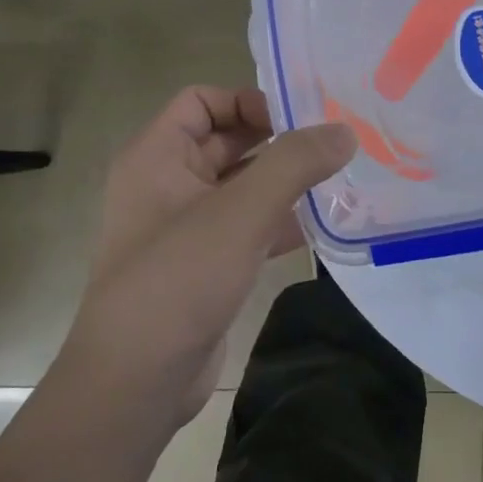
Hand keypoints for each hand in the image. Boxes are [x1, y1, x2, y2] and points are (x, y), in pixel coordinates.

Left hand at [64, 86, 353, 431]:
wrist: (137, 381)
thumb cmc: (179, 279)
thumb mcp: (241, 211)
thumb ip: (295, 163)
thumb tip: (345, 131)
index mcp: (157, 156)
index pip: (202, 101)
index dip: (248, 100)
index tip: (301, 119)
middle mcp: (167, 183)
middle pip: (228, 141)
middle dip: (279, 141)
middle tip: (336, 145)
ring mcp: (187, 227)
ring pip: (243, 186)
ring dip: (286, 183)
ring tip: (341, 180)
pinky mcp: (206, 265)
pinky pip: (248, 226)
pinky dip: (282, 221)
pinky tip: (325, 227)